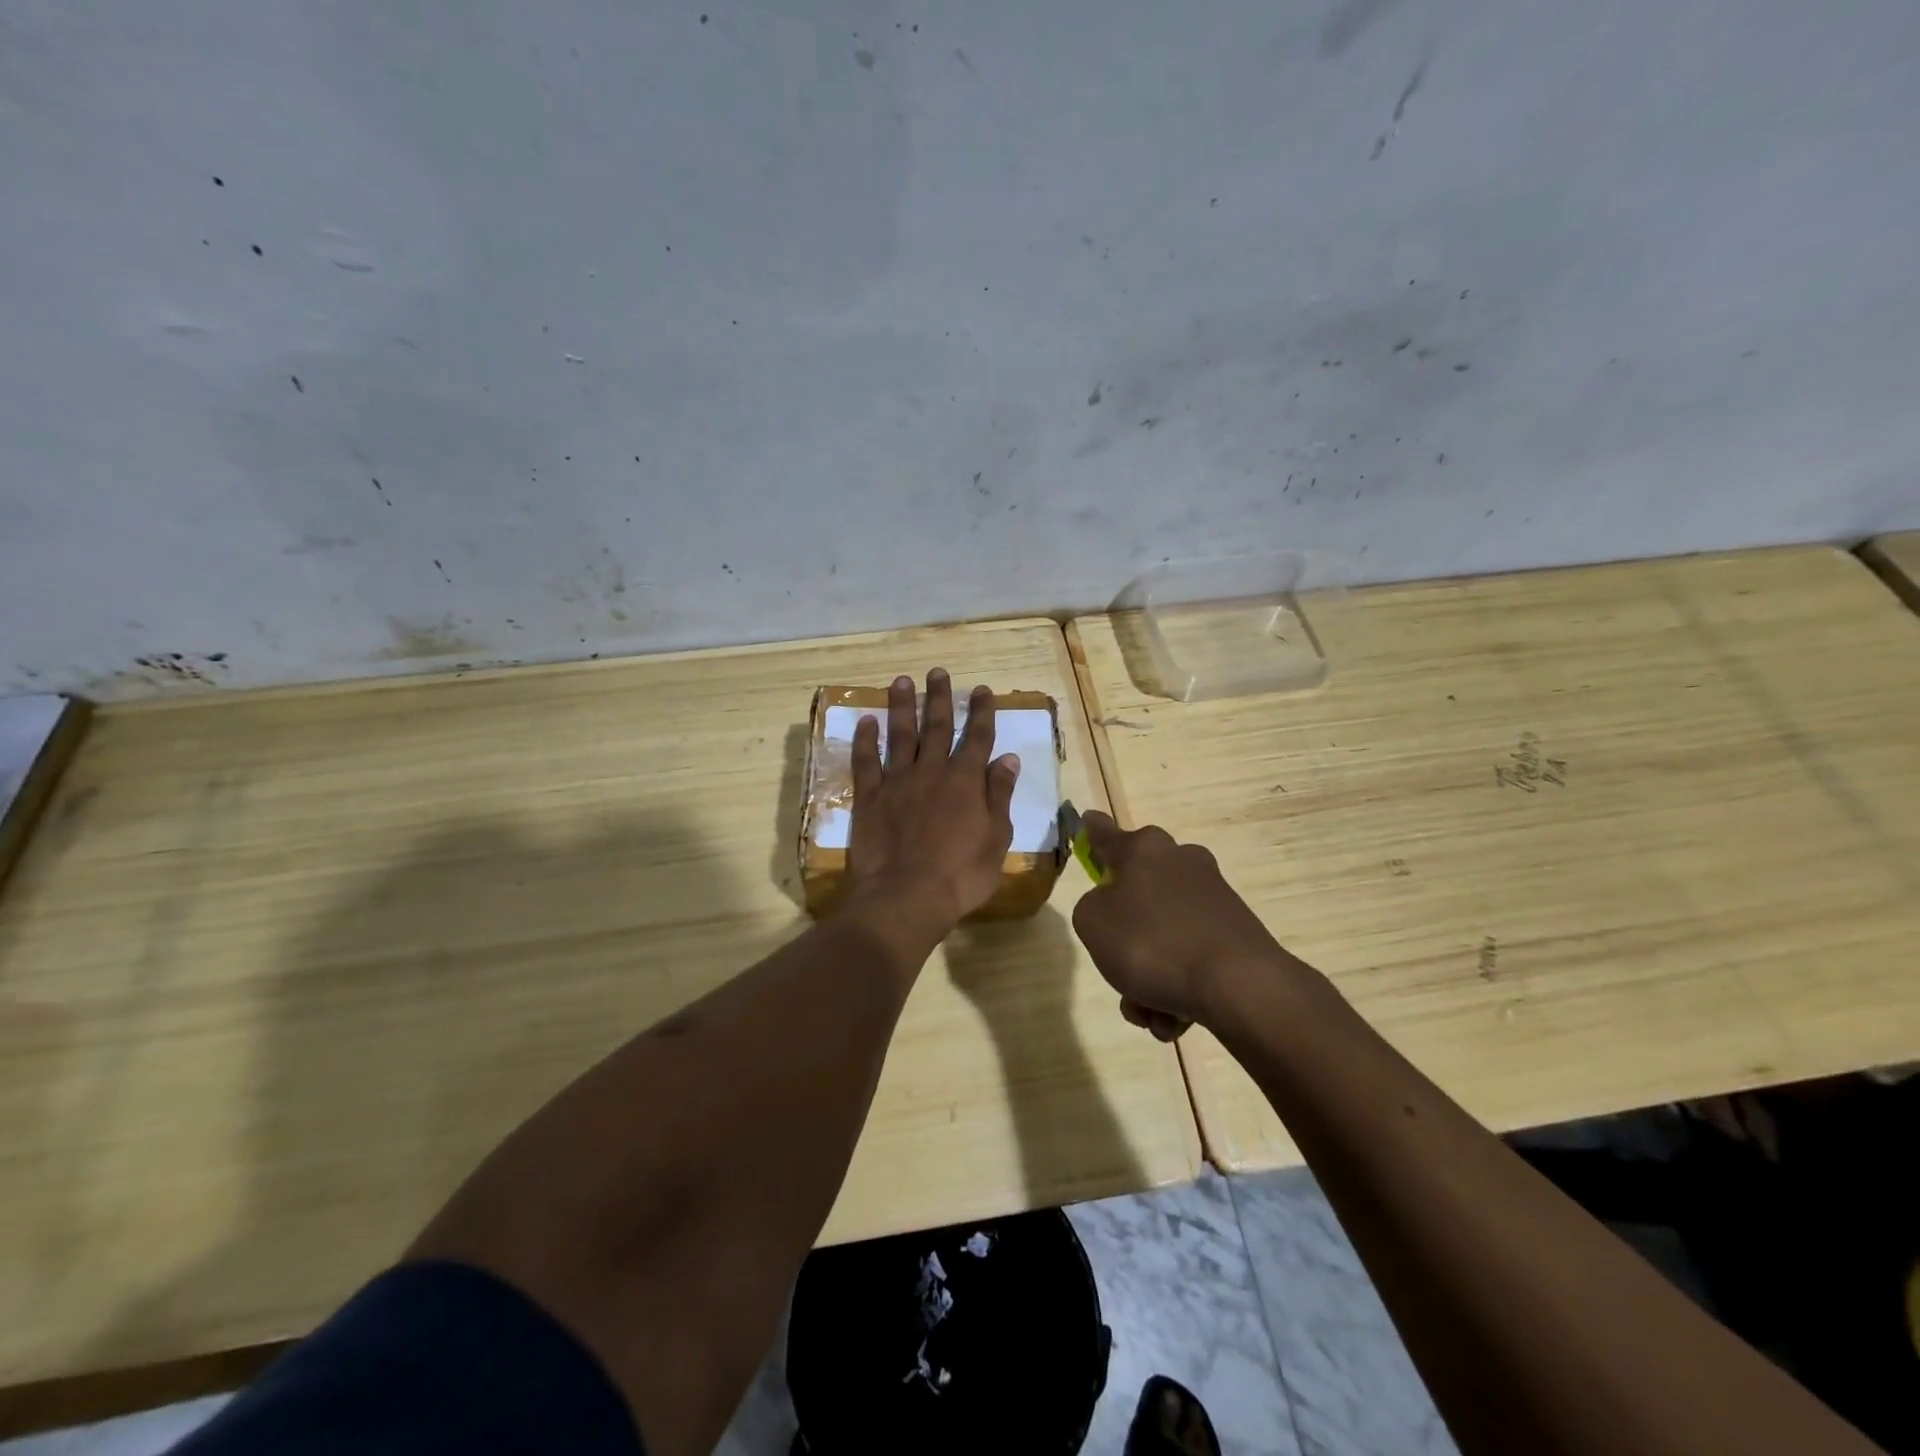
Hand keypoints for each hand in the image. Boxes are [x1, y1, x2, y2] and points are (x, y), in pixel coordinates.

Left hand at [844, 669, 1021, 930]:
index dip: (981, 712)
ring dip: (902, 706)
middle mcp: (932, 771)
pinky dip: (865, 740)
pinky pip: (866, 761)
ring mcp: (897, 781)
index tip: (981, 690)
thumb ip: (999, 795)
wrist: (906, 896)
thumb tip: (1008, 759)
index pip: (977, 737)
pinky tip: (865, 721)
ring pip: (900, 735)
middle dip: (940, 697)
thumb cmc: (961, 874)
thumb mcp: (996, 839)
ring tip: (902, 681)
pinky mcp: (869, 797)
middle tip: (938, 672)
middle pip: (937, 726)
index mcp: (966, 781)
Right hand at [1070, 811, 1290, 1038]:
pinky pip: (1191, 957)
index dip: (1093, 832)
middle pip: (1137, 895)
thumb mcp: (1092, 923)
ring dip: (1149, 975)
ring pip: (1163, 935)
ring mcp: (1213, 897)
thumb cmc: (1151, 943)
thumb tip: (1113, 908)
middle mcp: (1181, 862)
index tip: (1088, 822)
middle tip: (1117, 971)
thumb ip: (1091, 908)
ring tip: (1150, 1012)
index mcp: (1144, 849)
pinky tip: (1176, 1019)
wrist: (1238, 986)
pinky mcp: (1236, 932)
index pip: (1106, 834)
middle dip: (1124, 939)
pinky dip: (1178, 986)